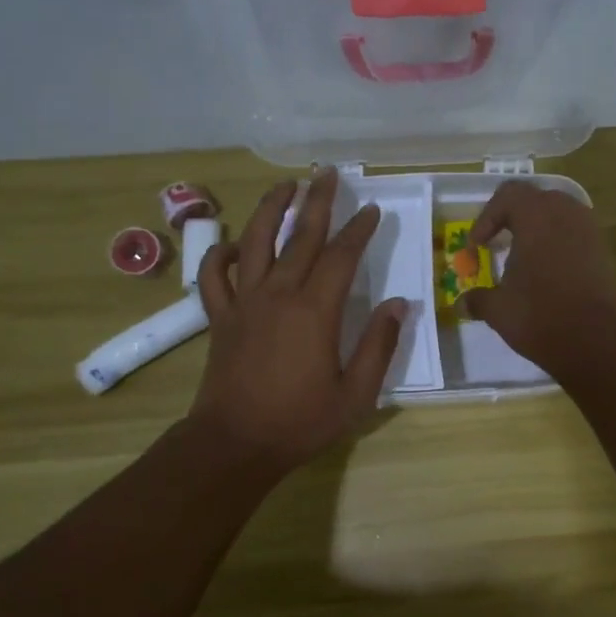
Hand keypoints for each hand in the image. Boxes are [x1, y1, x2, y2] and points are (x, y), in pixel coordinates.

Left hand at [189, 168, 403, 473]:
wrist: (236, 443)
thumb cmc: (301, 421)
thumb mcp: (355, 393)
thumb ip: (379, 346)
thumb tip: (400, 305)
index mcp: (315, 311)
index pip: (341, 257)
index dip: (359, 230)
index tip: (371, 210)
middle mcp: (278, 294)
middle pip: (300, 236)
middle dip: (317, 202)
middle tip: (327, 174)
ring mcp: (244, 302)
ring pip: (255, 242)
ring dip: (271, 209)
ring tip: (286, 186)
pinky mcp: (220, 317)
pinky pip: (215, 275)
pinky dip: (222, 254)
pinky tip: (235, 244)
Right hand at [462, 180, 615, 378]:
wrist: (596, 339)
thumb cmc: (540, 315)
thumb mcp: (499, 309)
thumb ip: (478, 300)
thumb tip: (462, 304)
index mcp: (536, 215)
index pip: (508, 195)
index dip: (487, 217)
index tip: (477, 246)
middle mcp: (566, 213)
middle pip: (536, 201)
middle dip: (514, 220)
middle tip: (499, 244)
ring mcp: (590, 231)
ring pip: (559, 218)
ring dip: (538, 233)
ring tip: (523, 260)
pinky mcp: (603, 253)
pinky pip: (575, 237)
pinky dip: (558, 248)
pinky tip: (547, 276)